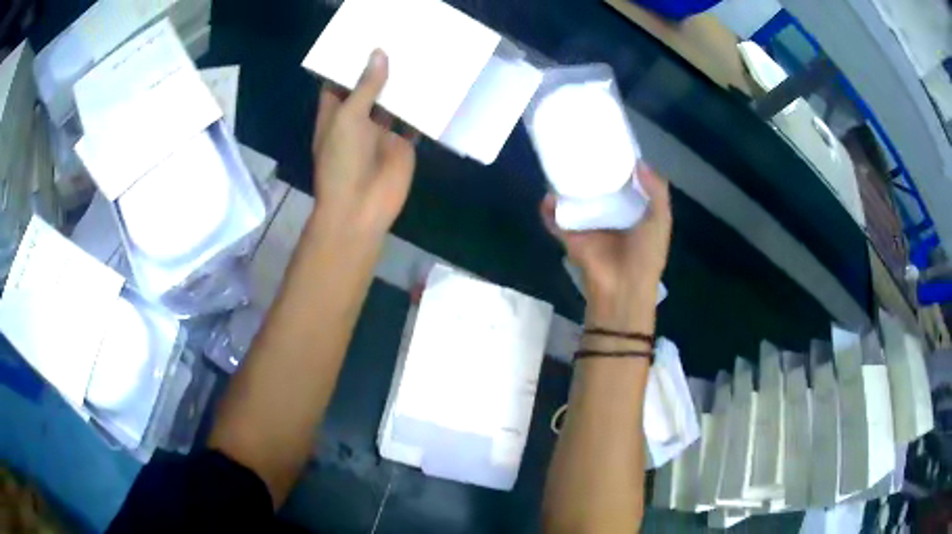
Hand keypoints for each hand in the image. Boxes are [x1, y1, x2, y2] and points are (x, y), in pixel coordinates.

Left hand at [311, 50, 416, 238]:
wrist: (361, 207)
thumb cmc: (342, 161)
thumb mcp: (348, 118)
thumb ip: (365, 87)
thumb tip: (379, 54)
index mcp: (335, 114)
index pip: (338, 83)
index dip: (347, 63)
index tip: (363, 41)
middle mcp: (357, 119)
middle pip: (368, 88)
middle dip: (379, 68)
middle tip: (397, 40)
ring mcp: (380, 132)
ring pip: (392, 102)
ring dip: (402, 83)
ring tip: (416, 53)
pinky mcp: (402, 143)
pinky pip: (413, 120)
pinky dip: (422, 106)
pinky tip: (433, 83)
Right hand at [540, 163, 671, 329]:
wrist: (622, 286)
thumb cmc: (646, 254)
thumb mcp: (661, 220)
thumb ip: (657, 190)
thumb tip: (639, 162)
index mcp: (631, 211)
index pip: (622, 184)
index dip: (618, 165)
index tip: (609, 143)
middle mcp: (607, 215)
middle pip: (595, 188)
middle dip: (588, 171)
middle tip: (580, 147)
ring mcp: (586, 225)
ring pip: (573, 201)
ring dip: (564, 186)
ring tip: (559, 163)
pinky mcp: (569, 236)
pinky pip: (554, 220)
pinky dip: (548, 210)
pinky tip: (547, 195)